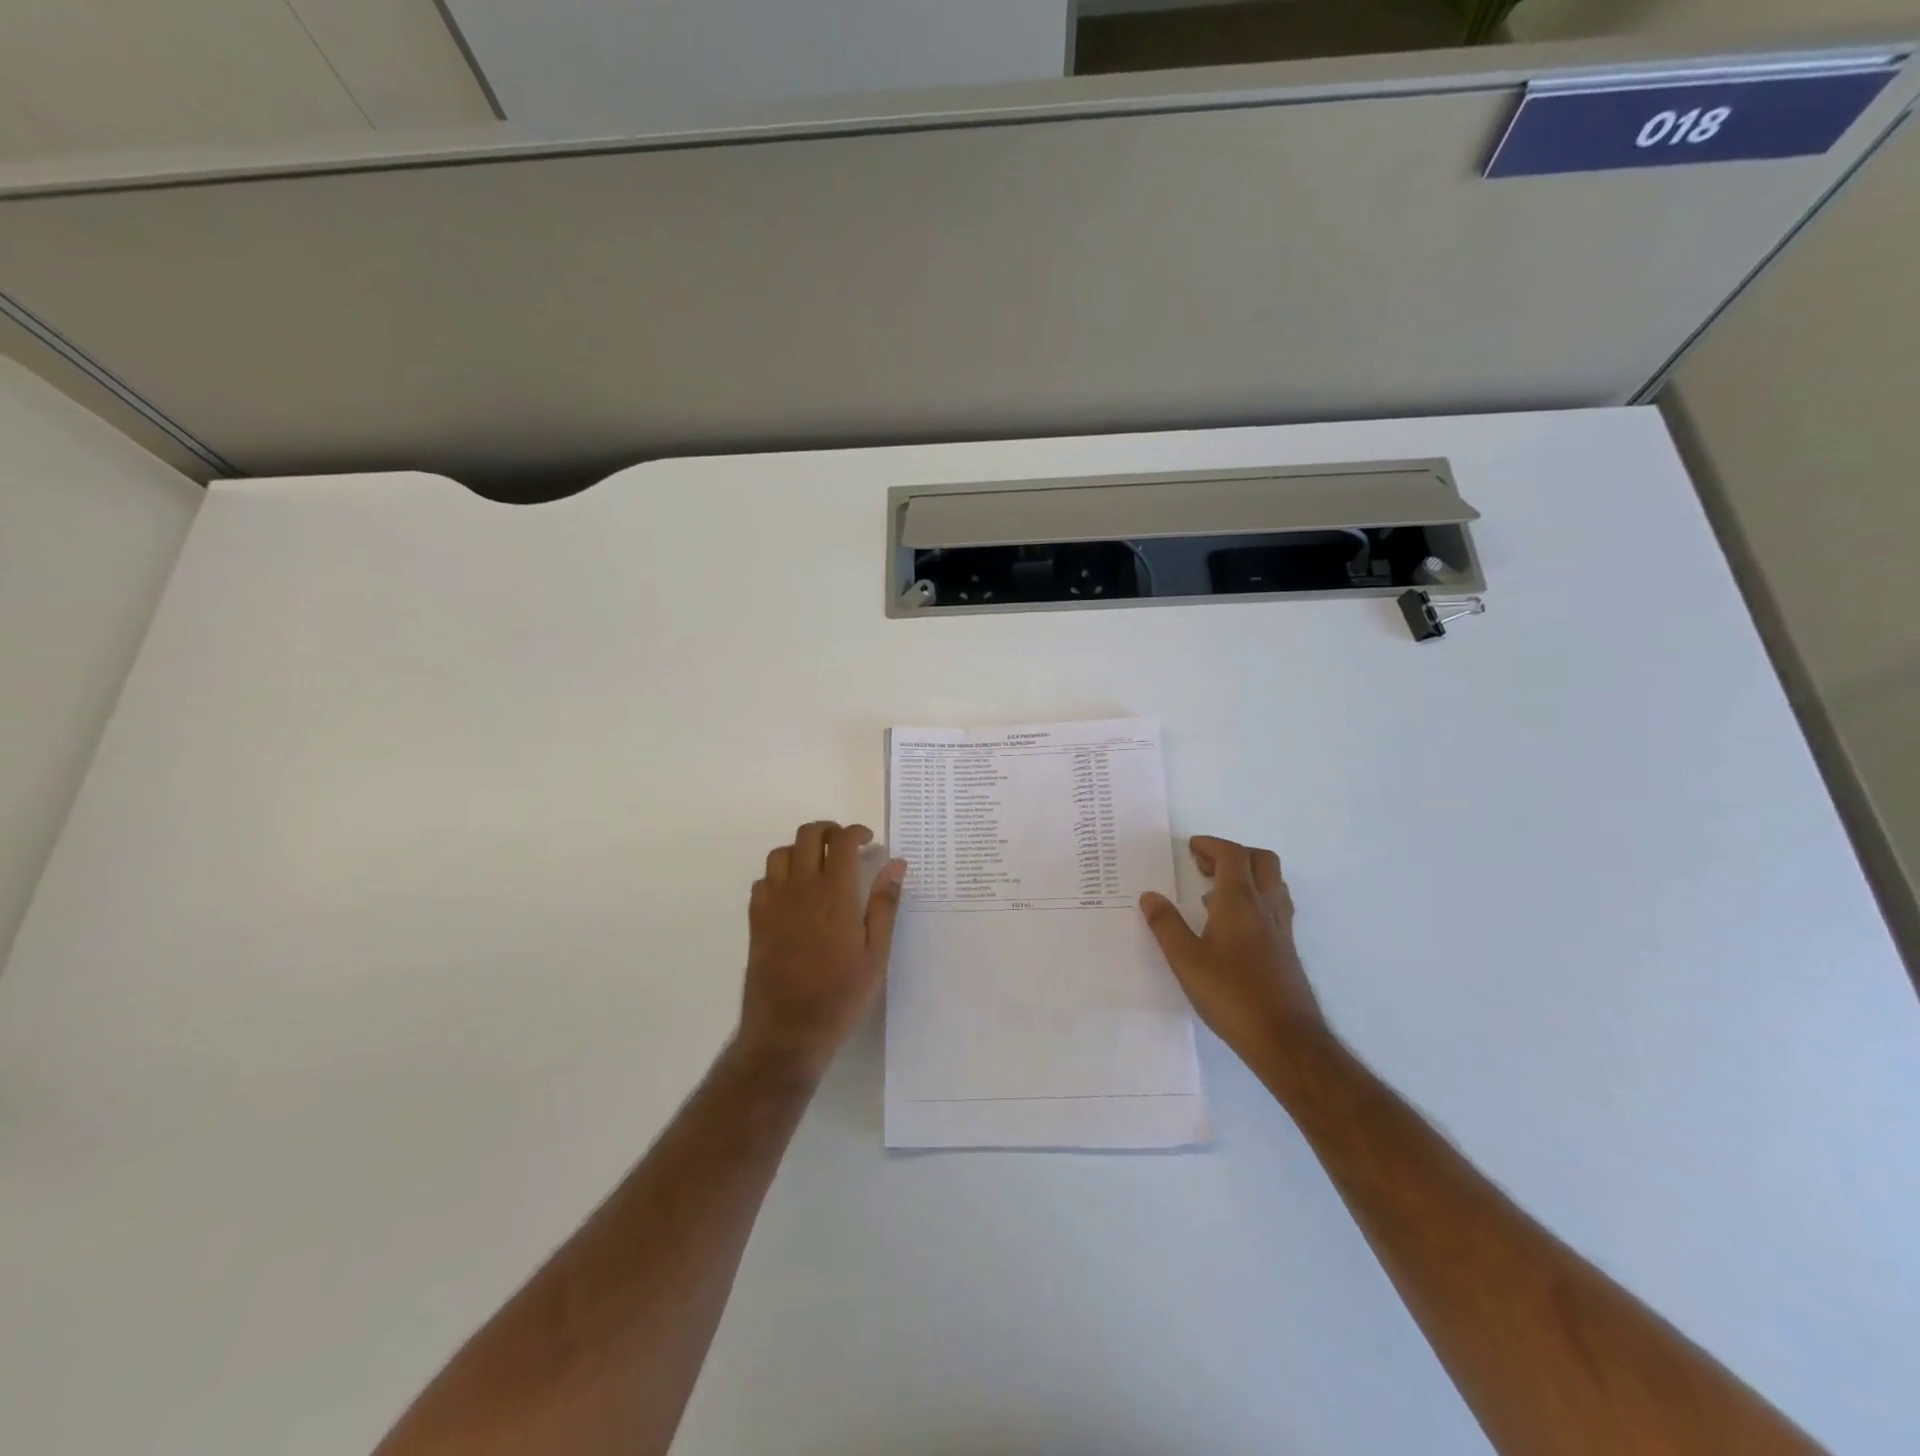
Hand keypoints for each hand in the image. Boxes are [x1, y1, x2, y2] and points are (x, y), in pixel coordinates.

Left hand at [739, 821, 906, 1078]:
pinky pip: (763, 880)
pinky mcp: (756, 920)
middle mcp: (800, 890)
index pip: (841, 841)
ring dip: (802, 849)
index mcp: (834, 895)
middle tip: (846, 845)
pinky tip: (794, 893)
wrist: (787, 1033)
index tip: (869, 839)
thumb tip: (896, 864)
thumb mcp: (876, 954)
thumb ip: (884, 904)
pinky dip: (780, 875)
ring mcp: (773, 904)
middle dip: (829, 830)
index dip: (856, 831)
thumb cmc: (841, 996)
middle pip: (807, 835)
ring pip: (781, 853)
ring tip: (820, 865)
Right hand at [1141, 836, 1326, 1063]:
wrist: (1286, 1039)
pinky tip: (1233, 927)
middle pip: (1261, 861)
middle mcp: (1265, 907)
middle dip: (1233, 854)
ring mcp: (1280, 929)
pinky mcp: (1286, 951)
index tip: (1190, 849)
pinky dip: (1255, 900)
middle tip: (1204, 866)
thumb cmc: (1231, 994)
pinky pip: (1274, 907)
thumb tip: (1150, 896)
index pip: (1233, 855)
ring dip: (1247, 876)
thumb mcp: (1186, 960)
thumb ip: (1166, 925)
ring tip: (1215, 893)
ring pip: (1273, 883)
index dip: (1212, 846)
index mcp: (1240, 902)